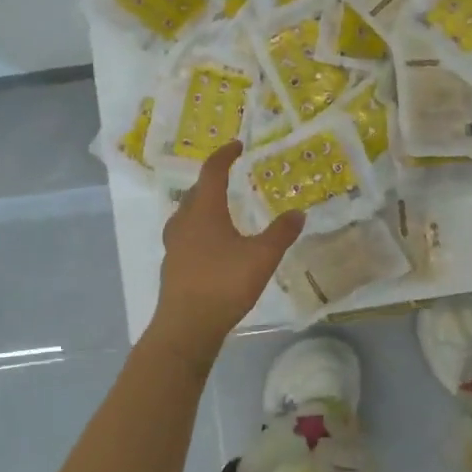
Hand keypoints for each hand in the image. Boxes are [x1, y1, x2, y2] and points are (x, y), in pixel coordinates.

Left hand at [154, 141, 303, 350]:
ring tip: (220, 210)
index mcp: (204, 211)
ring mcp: (174, 245)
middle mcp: (184, 222)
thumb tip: (298, 213)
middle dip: (212, 181)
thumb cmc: (224, 283)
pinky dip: (198, 230)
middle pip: (196, 192)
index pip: (212, 172)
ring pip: (186, 215)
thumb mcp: (262, 257)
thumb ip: (281, 233)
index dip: (224, 156)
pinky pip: (185, 236)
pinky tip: (211, 245)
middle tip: (230, 178)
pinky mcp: (172, 266)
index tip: (237, 146)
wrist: (187, 326)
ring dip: (202, 206)